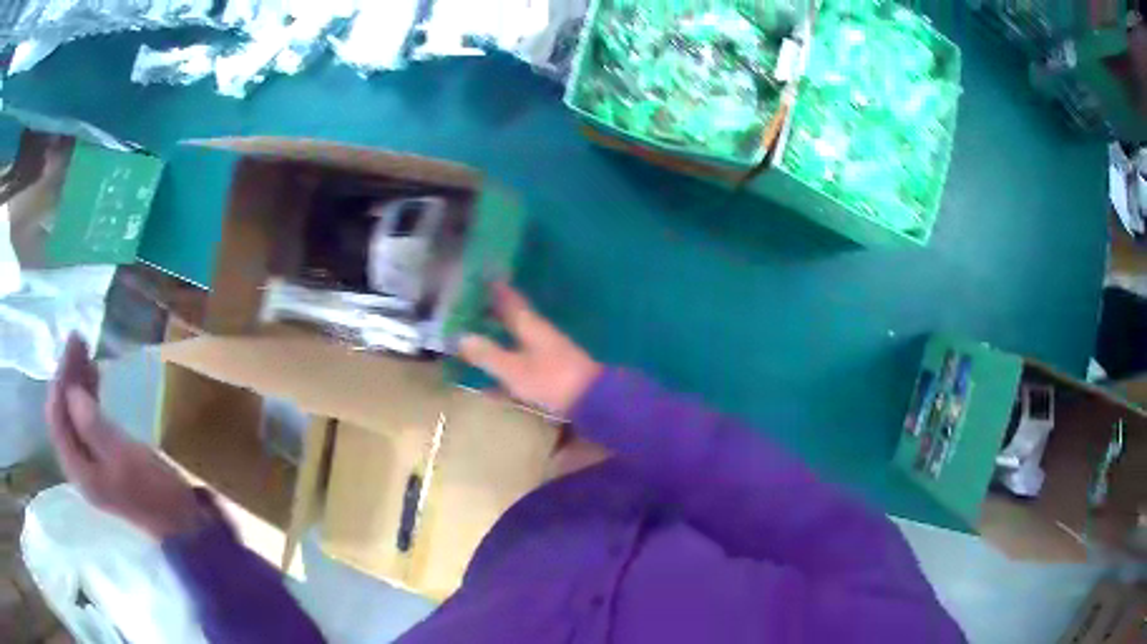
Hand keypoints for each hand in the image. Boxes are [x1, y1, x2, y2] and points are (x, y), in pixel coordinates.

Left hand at [46, 335, 201, 539]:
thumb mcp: (125, 458)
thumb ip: (94, 427)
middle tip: (80, 339)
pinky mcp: (101, 460)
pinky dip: (86, 396)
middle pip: (61, 415)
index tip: (75, 343)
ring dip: (75, 383)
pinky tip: (94, 379)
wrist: (182, 524)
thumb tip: (72, 391)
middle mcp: (77, 466)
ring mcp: (89, 464)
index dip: (61, 378)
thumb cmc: (155, 492)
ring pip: (71, 416)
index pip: (56, 417)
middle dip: (66, 376)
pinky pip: (83, 421)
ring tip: (87, 352)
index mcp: (79, 470)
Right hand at [459, 283, 602, 416]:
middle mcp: (538, 334)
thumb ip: (488, 354)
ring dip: (498, 336)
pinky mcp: (550, 373)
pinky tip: (490, 379)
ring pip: (516, 339)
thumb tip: (461, 337)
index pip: (510, 299)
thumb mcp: (514, 369)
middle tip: (468, 307)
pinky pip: (520, 362)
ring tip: (474, 336)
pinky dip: (505, 364)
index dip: (495, 288)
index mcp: (530, 325)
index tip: (481, 276)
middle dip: (492, 312)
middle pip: (512, 318)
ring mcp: (546, 353)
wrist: (590, 401)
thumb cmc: (551, 380)